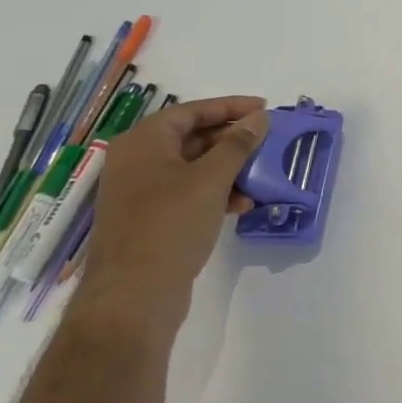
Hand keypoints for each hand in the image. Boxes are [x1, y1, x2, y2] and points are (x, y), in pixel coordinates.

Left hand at [75, 96, 268, 346]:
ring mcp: (142, 192)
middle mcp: (138, 161)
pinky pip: (188, 193)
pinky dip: (216, 193)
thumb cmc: (170, 225)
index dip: (230, 107)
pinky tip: (242, 205)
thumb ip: (238, 145)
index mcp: (143, 142)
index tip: (264, 109)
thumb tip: (259, 118)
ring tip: (261, 178)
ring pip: (194, 168)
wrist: (133, 296)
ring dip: (229, 170)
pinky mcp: (150, 220)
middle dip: (233, 141)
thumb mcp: (211, 179)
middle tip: (268, 143)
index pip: (192, 111)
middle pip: (192, 138)